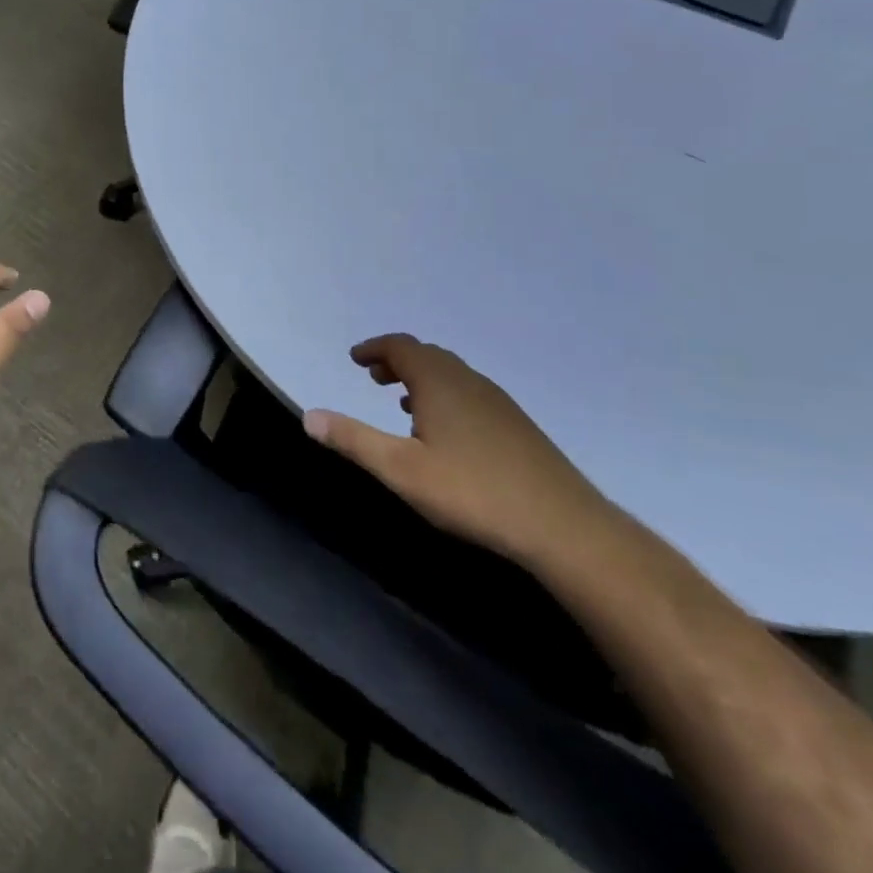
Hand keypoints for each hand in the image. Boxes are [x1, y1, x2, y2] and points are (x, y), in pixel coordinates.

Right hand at [303, 334, 611, 564]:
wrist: (562, 525)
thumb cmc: (472, 491)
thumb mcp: (401, 470)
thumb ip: (353, 440)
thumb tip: (309, 415)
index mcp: (439, 381)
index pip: (400, 347)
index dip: (374, 348)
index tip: (355, 358)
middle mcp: (468, 380)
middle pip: (426, 356)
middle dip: (396, 362)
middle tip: (373, 377)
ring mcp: (497, 401)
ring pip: (451, 375)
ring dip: (421, 380)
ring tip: (402, 404)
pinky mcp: (516, 425)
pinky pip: (469, 393)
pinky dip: (445, 396)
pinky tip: (444, 432)